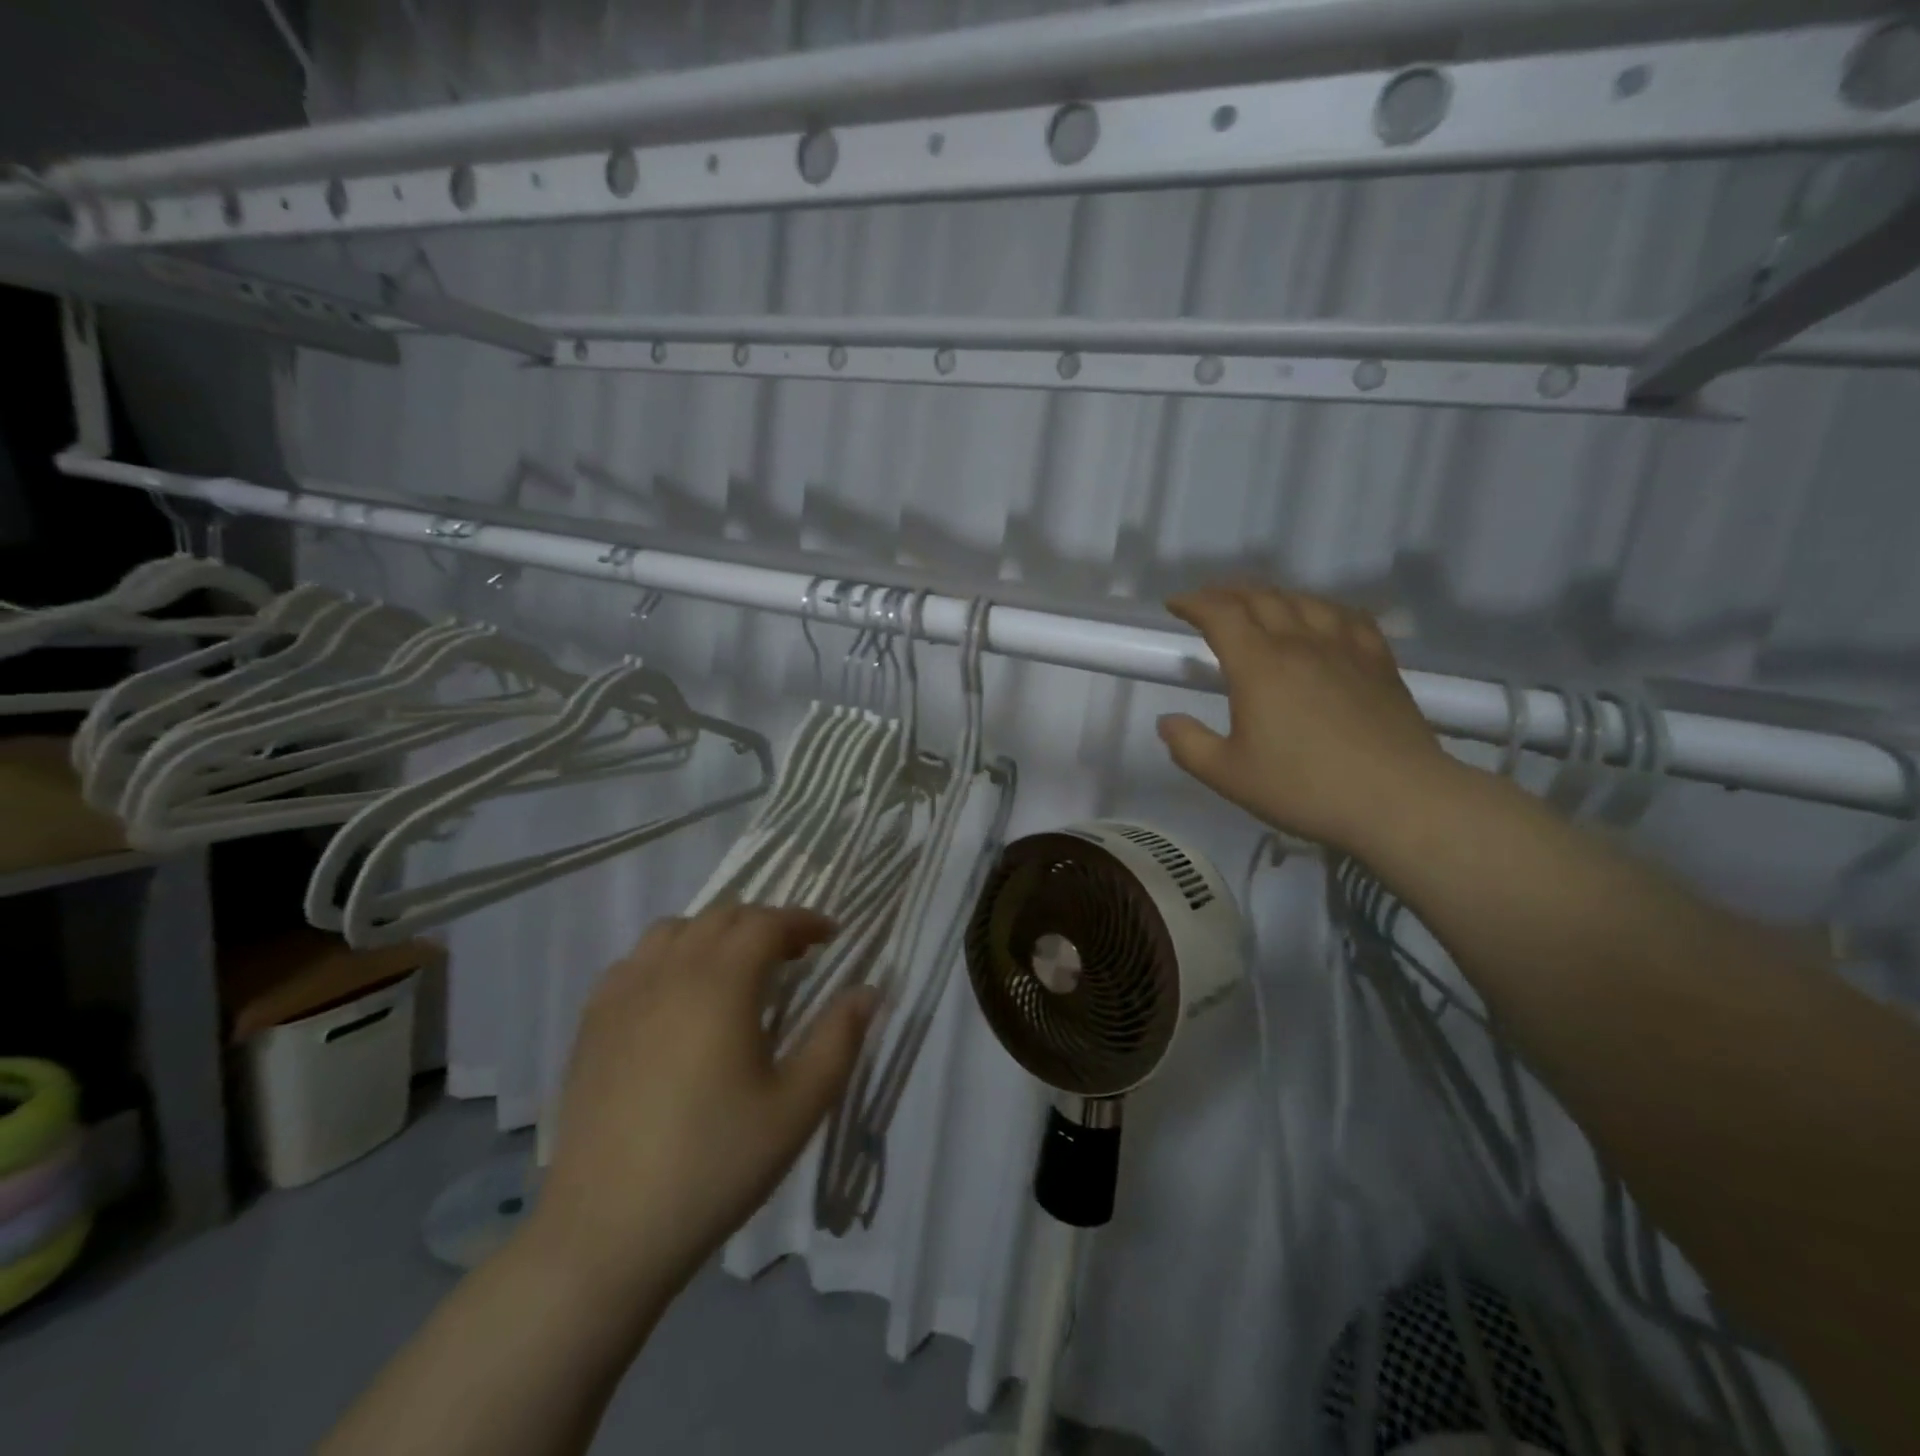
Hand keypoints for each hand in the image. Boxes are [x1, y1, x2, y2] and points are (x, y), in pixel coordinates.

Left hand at [526, 905, 873, 1309]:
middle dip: (765, 923)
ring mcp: (622, 995)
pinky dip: (668, 957)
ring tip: (736, 970)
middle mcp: (669, 972)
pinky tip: (677, 998)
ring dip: (714, 934)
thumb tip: (868, 989)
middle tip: (794, 955)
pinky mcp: (592, 1023)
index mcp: (720, 983)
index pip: (767, 922)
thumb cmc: (715, 1164)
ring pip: (674, 930)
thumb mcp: (798, 1106)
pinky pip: (635, 961)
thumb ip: (839, 1039)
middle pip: (722, 916)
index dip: (804, 920)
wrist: (606, 1233)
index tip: (831, 936)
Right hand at [1158, 585, 1452, 853]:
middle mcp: (1300, 644)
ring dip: (1273, 595)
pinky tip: (1322, 617)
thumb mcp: (1228, 776)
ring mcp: (1345, 649)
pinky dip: (1323, 607)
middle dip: (1229, 592)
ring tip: (1259, 604)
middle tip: (1209, 600)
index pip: (1221, 614)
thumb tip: (1167, 721)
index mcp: (1258, 665)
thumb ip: (1189, 745)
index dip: (1194, 602)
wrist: (1398, 800)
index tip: (1176, 604)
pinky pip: (1348, 617)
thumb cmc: (1303, 788)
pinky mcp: (1379, 662)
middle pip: (1261, 598)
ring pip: (1304, 601)